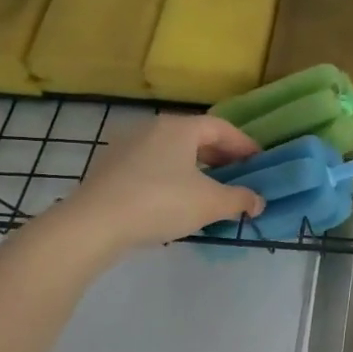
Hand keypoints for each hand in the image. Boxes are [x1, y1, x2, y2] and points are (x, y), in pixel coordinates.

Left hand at [52, 114, 264, 256]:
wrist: (93, 224)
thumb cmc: (161, 202)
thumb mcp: (211, 203)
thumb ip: (240, 199)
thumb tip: (258, 201)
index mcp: (179, 127)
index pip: (221, 128)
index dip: (244, 144)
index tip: (259, 162)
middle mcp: (152, 128)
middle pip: (196, 137)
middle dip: (221, 156)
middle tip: (238, 175)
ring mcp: (126, 147)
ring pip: (172, 152)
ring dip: (195, 167)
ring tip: (209, 189)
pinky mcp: (109, 169)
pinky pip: (151, 166)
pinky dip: (171, 176)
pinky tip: (176, 200)